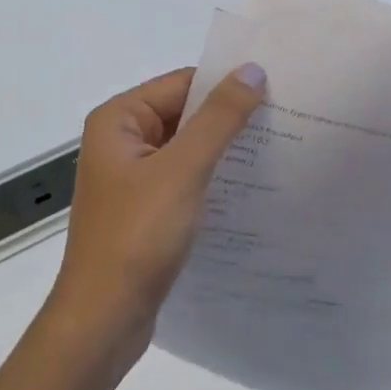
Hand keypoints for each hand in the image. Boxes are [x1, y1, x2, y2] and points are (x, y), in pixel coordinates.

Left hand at [47, 64, 267, 362]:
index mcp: (118, 120)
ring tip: (278, 150)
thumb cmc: (137, 236)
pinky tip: (249, 187)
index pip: (182, 84)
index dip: (227, 85)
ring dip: (224, 151)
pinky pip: (184, 179)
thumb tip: (252, 70)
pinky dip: (212, 179)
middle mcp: (121, 141)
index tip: (277, 90)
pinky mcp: (144, 209)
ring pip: (187, 149)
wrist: (103, 319)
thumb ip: (219, 118)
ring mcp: (131, 178)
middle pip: (184, 114)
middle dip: (229, 119)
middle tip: (287, 120)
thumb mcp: (183, 170)